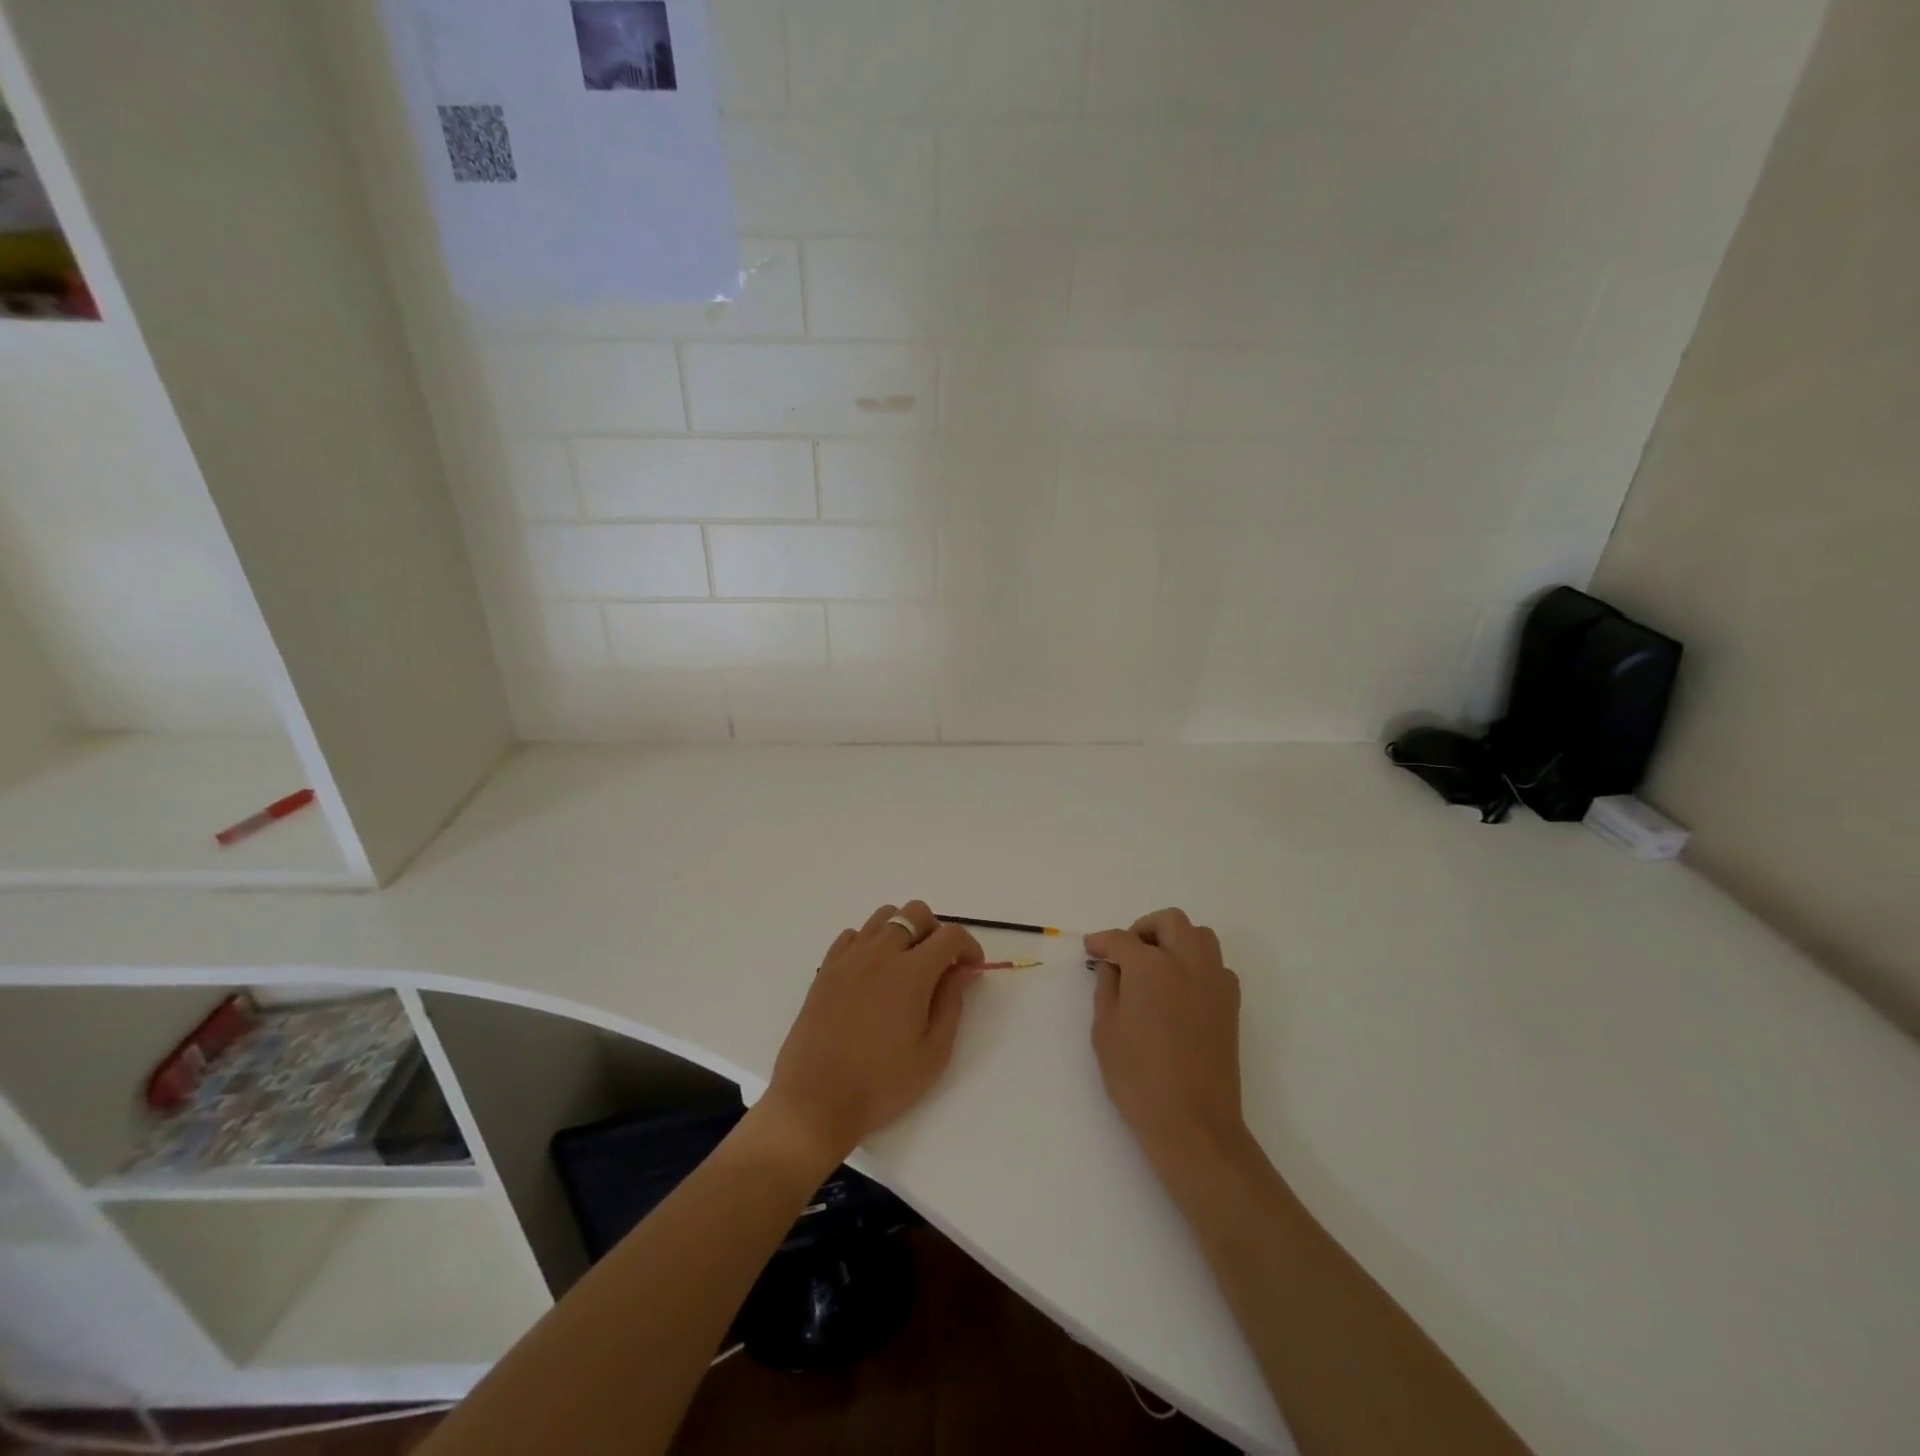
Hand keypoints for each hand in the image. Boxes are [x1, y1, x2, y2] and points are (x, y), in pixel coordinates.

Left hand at [762, 901, 984, 1168]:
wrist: (815, 1100)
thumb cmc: (881, 1083)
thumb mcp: (933, 1053)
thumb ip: (952, 1003)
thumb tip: (963, 970)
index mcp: (911, 972)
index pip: (950, 935)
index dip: (969, 946)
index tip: (972, 968)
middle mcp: (880, 953)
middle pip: (915, 912)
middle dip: (936, 931)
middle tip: (940, 965)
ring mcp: (849, 958)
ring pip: (883, 916)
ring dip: (903, 931)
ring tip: (906, 965)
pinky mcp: (826, 968)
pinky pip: (854, 935)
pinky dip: (871, 943)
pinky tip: (873, 973)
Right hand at [1087, 908, 1248, 1173]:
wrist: (1193, 1123)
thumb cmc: (1138, 1078)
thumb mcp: (1105, 1031)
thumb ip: (1107, 988)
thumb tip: (1113, 967)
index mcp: (1151, 967)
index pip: (1122, 939)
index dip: (1102, 941)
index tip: (1092, 949)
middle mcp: (1187, 963)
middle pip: (1170, 922)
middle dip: (1144, 928)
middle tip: (1126, 952)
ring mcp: (1214, 981)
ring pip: (1200, 936)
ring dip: (1176, 939)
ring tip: (1156, 964)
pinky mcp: (1231, 1004)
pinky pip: (1216, 965)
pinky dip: (1197, 963)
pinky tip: (1180, 988)